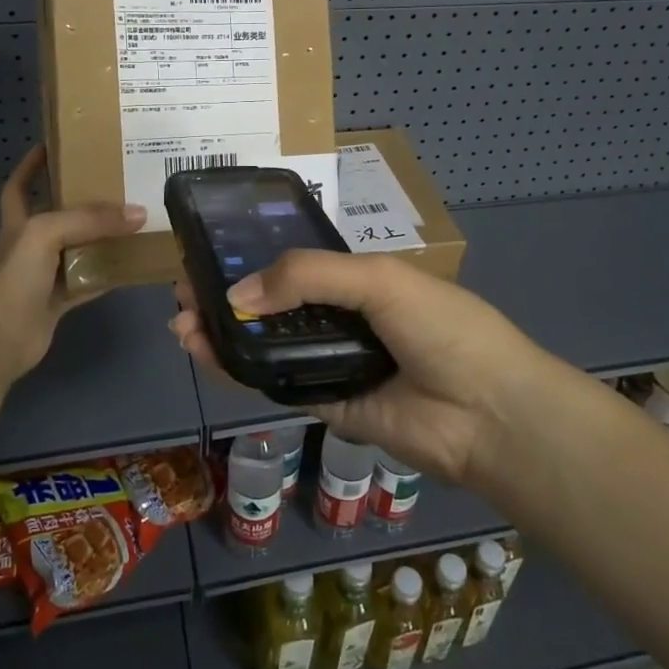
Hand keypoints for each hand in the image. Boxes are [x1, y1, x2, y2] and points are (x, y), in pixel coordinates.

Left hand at [0, 146, 145, 378]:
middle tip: (115, 183)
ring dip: (102, 238)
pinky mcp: (59, 300)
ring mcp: (44, 275)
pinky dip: (110, 274)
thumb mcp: (46, 233)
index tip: (54, 146)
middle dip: (82, 200)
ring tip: (134, 220)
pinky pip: (90, 281)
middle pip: (57, 216)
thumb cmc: (15, 276)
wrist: (1, 337)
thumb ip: (90, 220)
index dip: (31, 165)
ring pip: (78, 249)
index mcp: (18, 223)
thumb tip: (138, 213)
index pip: (19, 186)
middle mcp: (30, 245)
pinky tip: (133, 264)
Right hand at [172, 250, 557, 486]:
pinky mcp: (325, 405)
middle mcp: (342, 319)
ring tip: (182, 321)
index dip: (252, 259)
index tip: (209, 256)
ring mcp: (332, 363)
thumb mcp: (378, 279)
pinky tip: (205, 353)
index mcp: (360, 280)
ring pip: (267, 345)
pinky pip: (274, 384)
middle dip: (227, 296)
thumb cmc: (441, 328)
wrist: (487, 413)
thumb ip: (307, 276)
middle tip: (183, 291)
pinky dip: (238, 370)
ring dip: (223, 333)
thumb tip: (236, 295)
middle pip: (273, 305)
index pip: (295, 265)